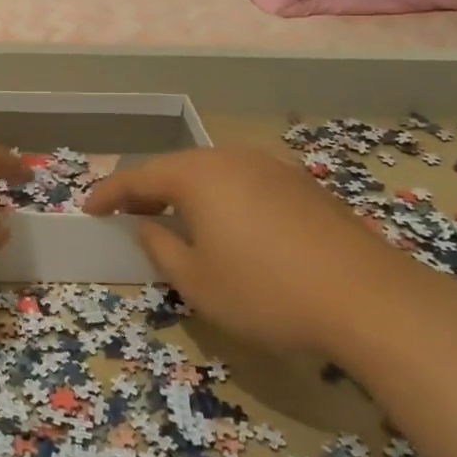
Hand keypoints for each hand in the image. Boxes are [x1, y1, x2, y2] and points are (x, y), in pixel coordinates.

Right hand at [83, 146, 420, 356]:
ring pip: (213, 174)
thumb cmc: (266, 292)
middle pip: (177, 168)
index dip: (109, 193)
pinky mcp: (301, 185)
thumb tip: (148, 226)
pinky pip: (244, 184)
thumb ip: (162, 248)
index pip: (138, 176)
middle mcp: (231, 158)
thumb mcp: (198, 282)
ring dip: (187, 194)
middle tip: (128, 215)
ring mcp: (271, 167)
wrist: (368, 298)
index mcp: (198, 175)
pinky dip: (222, 200)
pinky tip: (230, 228)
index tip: (88, 209)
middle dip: (148, 191)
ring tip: (176, 221)